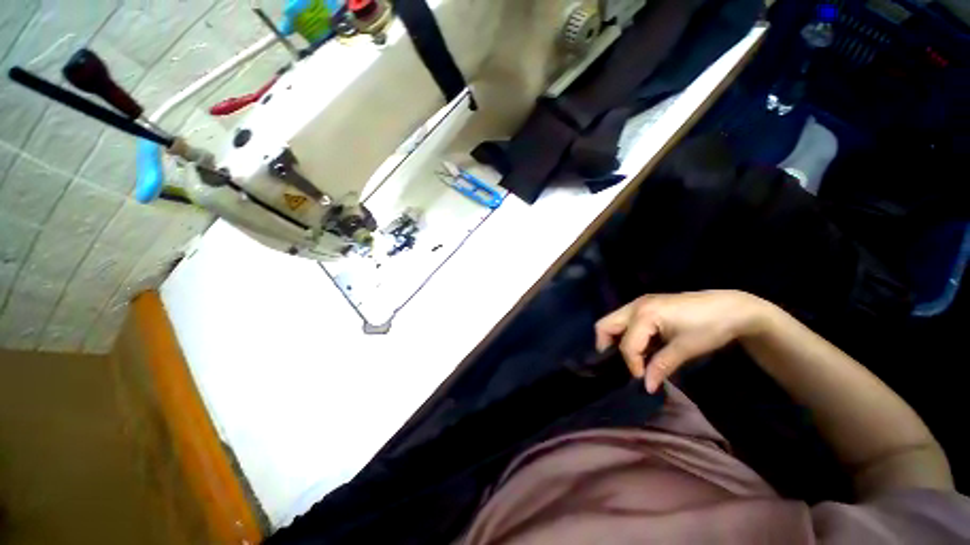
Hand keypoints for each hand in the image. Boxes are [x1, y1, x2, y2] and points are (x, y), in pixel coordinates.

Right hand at [594, 290, 767, 392]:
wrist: (731, 308)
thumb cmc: (709, 328)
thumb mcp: (685, 349)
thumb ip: (661, 366)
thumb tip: (647, 387)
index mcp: (644, 314)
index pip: (626, 344)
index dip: (631, 364)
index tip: (642, 379)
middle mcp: (635, 306)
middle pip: (604, 325)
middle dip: (607, 347)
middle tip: (620, 365)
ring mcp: (638, 303)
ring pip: (612, 322)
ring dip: (615, 341)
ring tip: (632, 358)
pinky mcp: (645, 305)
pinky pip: (623, 320)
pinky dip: (626, 335)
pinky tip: (642, 347)